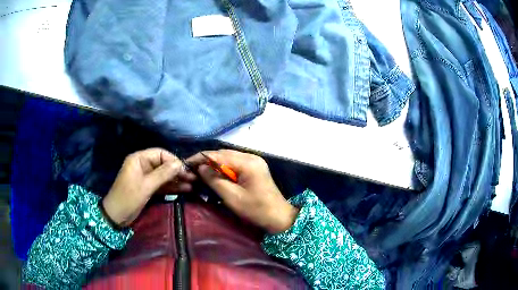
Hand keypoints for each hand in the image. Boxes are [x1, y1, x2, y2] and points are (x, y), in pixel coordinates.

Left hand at [102, 148, 195, 227]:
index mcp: (139, 159)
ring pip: (164, 176)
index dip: (173, 161)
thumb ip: (163, 174)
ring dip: (177, 180)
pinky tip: (184, 190)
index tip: (186, 170)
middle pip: (163, 165)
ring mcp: (146, 177)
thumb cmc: (128, 198)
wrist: (116, 216)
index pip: (160, 154)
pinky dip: (172, 187)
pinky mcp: (148, 188)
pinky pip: (162, 185)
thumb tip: (180, 163)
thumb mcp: (146, 186)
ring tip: (192, 185)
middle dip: (177, 171)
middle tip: (193, 178)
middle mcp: (143, 165)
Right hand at [187, 150, 298, 233]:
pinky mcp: (255, 168)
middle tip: (191, 169)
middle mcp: (251, 157)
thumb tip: (200, 167)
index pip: (218, 154)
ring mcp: (254, 161)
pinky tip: (215, 174)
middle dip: (206, 160)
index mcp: (247, 163)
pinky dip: (223, 167)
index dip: (200, 158)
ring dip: (214, 163)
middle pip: (223, 153)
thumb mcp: (232, 197)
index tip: (186, 163)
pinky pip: (235, 163)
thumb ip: (214, 180)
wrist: (279, 217)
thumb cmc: (256, 210)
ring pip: (228, 157)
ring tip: (200, 172)